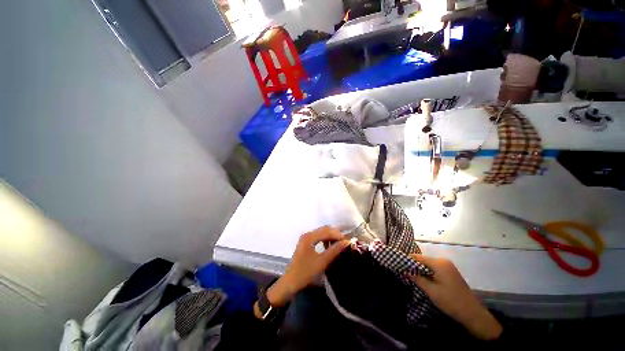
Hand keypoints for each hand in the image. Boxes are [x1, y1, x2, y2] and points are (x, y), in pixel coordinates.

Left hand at [266, 226, 349, 306]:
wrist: (290, 282)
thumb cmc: (305, 272)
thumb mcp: (322, 262)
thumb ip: (334, 250)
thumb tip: (346, 242)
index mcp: (309, 237)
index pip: (327, 231)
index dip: (338, 234)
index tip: (347, 241)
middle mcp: (307, 234)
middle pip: (324, 229)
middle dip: (335, 234)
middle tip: (344, 241)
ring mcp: (305, 238)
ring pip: (321, 232)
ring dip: (330, 236)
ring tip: (339, 243)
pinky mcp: (305, 243)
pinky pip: (318, 237)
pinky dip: (325, 239)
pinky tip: (330, 245)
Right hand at [407, 254, 502, 340]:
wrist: (473, 314)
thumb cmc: (451, 301)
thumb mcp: (431, 291)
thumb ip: (416, 278)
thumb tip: (404, 270)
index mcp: (439, 263)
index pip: (417, 257)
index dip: (406, 260)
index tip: (397, 265)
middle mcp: (443, 261)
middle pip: (423, 260)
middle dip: (413, 265)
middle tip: (402, 272)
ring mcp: (448, 266)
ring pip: (428, 264)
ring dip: (420, 270)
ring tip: (410, 276)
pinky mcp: (450, 272)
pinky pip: (434, 268)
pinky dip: (427, 272)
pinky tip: (422, 279)